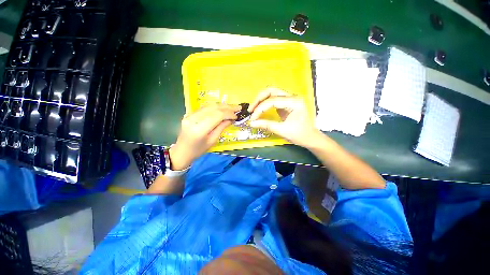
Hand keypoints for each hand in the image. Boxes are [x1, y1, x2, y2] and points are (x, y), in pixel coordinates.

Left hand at [169, 103, 240, 169]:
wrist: (182, 151)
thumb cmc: (198, 150)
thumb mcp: (212, 141)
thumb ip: (221, 128)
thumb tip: (231, 119)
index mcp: (199, 129)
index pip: (217, 116)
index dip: (228, 114)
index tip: (236, 116)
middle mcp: (193, 119)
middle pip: (213, 108)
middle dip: (227, 107)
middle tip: (238, 107)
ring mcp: (189, 115)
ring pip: (209, 106)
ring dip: (222, 106)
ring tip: (232, 107)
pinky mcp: (189, 114)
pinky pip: (205, 108)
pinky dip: (215, 108)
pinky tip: (222, 109)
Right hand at [248, 88, 319, 147]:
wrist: (311, 138)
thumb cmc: (300, 135)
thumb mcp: (282, 131)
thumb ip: (266, 125)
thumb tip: (252, 123)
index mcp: (294, 102)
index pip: (272, 101)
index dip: (260, 109)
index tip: (252, 118)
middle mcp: (292, 96)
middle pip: (271, 91)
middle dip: (259, 99)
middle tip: (251, 110)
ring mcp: (289, 99)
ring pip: (271, 93)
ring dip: (261, 100)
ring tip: (253, 109)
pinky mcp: (286, 103)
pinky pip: (273, 99)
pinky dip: (265, 103)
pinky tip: (260, 109)